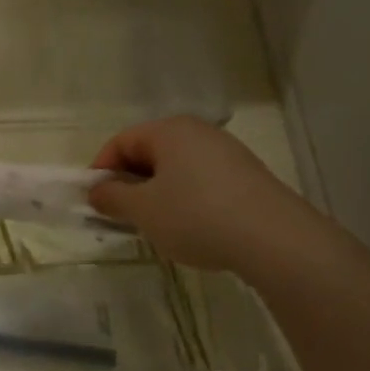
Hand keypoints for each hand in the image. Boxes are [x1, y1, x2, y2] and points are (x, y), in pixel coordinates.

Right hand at [89, 117, 327, 272]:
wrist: (275, 239)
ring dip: (157, 194)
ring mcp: (227, 152)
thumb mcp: (143, 211)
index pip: (121, 141)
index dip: (101, 169)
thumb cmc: (196, 216)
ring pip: (176, 169)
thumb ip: (113, 198)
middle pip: (150, 152)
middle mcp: (199, 132)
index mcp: (170, 131)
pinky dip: (185, 200)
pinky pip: (201, 181)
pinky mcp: (246, 176)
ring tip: (156, 226)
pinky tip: (191, 228)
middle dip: (130, 183)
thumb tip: (97, 191)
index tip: (94, 201)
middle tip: (122, 216)